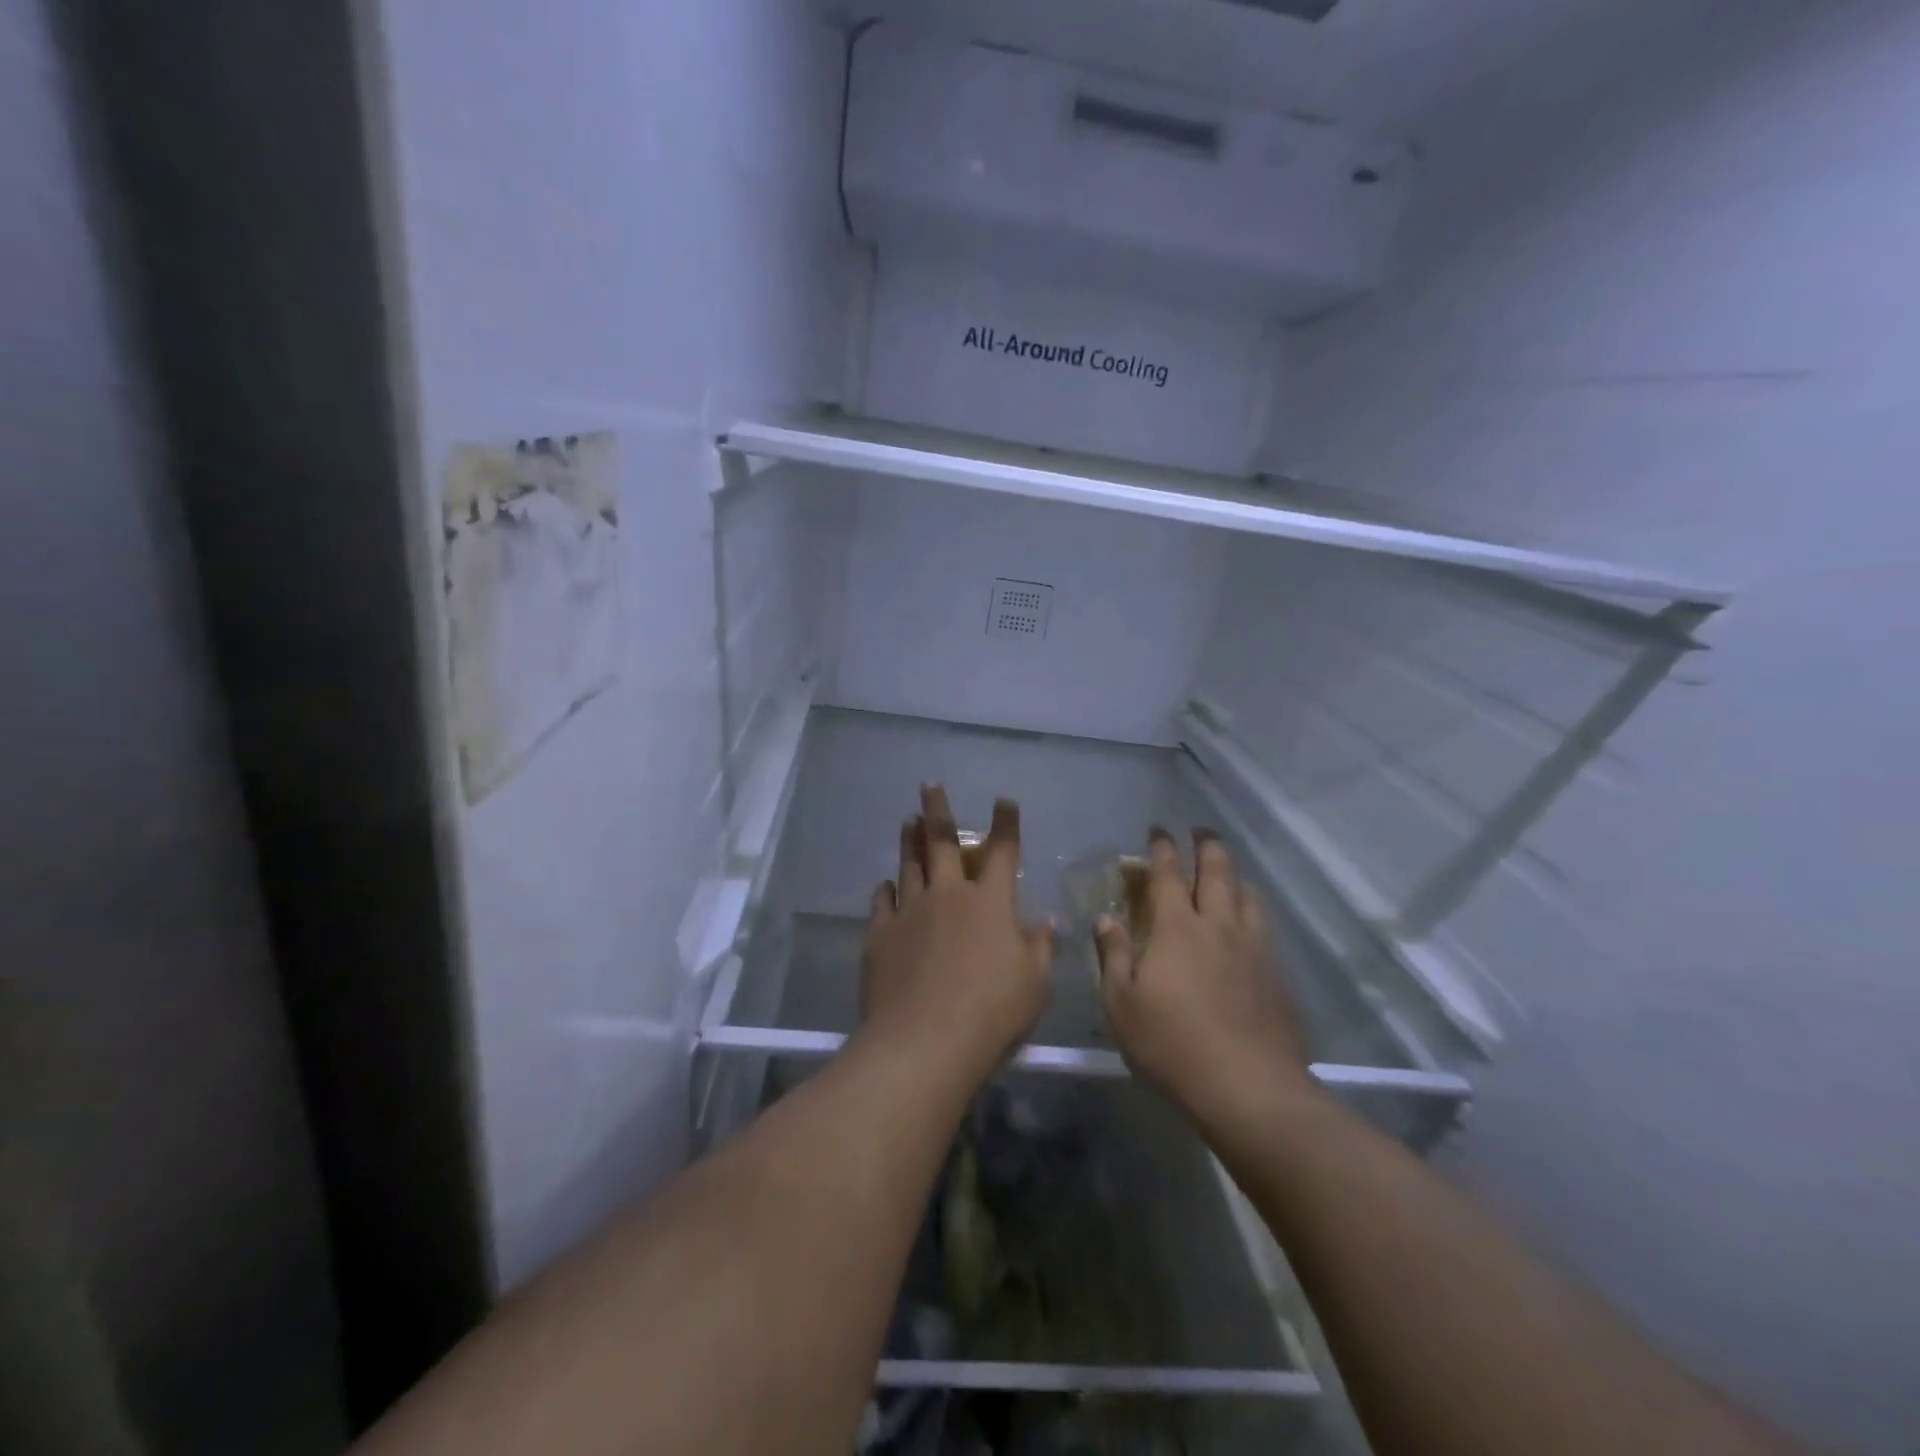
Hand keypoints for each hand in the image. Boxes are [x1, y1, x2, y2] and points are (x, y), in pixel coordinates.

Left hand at [860, 786, 1053, 1082]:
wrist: (924, 1041)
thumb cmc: (992, 1012)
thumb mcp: (1034, 984)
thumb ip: (1040, 947)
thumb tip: (1045, 921)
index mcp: (991, 902)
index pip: (1003, 852)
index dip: (1006, 824)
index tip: (1004, 800)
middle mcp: (949, 895)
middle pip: (943, 841)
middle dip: (938, 810)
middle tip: (929, 785)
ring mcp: (910, 912)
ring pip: (910, 864)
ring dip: (910, 840)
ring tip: (908, 820)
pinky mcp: (881, 935)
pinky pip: (882, 902)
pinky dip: (886, 889)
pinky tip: (886, 884)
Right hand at [1095, 828, 1317, 1126]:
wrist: (1249, 1088)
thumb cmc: (1171, 1045)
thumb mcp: (1121, 1004)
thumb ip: (1114, 955)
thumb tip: (1106, 919)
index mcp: (1177, 928)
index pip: (1168, 875)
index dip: (1162, 849)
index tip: (1158, 830)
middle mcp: (1218, 927)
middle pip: (1217, 872)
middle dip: (1207, 845)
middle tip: (1201, 829)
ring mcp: (1253, 950)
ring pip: (1248, 896)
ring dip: (1236, 875)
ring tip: (1230, 871)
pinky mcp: (1277, 976)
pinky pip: (1264, 928)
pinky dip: (1253, 911)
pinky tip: (1251, 925)